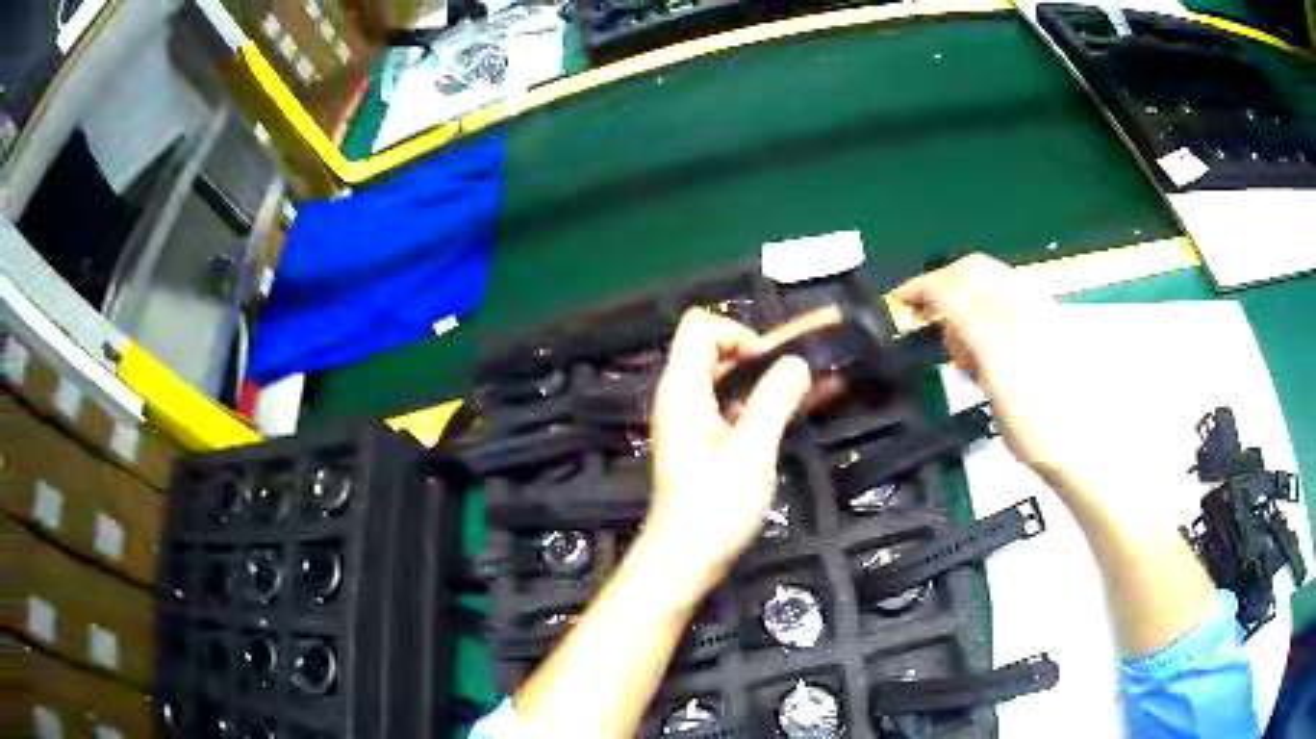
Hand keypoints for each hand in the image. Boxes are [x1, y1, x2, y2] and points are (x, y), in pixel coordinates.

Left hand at [643, 309, 812, 598]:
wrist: (685, 560)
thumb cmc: (714, 507)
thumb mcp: (751, 450)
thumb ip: (774, 400)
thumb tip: (797, 363)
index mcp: (683, 388)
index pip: (700, 326)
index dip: (738, 333)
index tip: (770, 364)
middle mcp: (684, 397)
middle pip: (720, 349)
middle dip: (768, 349)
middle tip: (812, 361)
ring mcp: (695, 421)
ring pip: (735, 379)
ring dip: (775, 375)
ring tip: (824, 376)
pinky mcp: (708, 443)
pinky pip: (739, 406)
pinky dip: (769, 400)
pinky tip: (810, 402)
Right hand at [890, 254, 1179, 501]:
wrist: (1082, 450)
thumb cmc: (1039, 417)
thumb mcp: (998, 368)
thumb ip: (967, 321)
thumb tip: (936, 289)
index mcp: (1014, 305)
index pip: (959, 277)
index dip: (923, 286)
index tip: (896, 305)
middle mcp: (1024, 303)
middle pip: (972, 279)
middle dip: (944, 299)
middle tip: (933, 335)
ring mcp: (1033, 321)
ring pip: (983, 300)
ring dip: (963, 322)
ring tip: (965, 365)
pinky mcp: (1037, 341)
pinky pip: (997, 323)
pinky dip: (981, 336)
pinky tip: (984, 368)